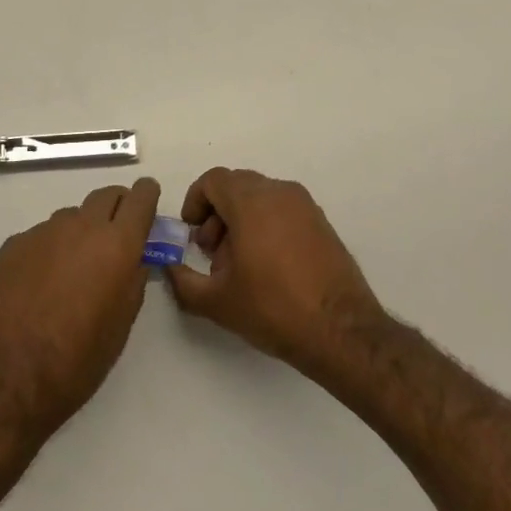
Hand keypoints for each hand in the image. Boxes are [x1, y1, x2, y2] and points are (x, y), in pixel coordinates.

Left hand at [0, 178, 160, 433]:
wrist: (8, 374)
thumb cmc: (78, 358)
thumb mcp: (121, 325)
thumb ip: (133, 282)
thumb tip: (134, 261)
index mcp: (117, 244)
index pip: (140, 197)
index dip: (147, 195)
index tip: (148, 202)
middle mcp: (81, 226)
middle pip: (106, 195)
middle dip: (117, 207)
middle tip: (116, 234)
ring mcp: (43, 231)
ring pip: (71, 216)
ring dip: (80, 231)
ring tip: (73, 269)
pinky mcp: (13, 244)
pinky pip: (41, 236)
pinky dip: (48, 250)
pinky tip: (38, 283)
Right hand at [166, 168, 385, 377]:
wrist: (341, 330)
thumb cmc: (273, 308)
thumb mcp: (216, 301)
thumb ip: (182, 280)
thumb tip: (169, 267)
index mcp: (251, 202)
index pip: (214, 180)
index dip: (195, 201)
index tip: (191, 233)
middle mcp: (279, 192)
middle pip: (236, 186)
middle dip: (216, 212)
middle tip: (210, 250)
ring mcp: (305, 205)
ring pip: (260, 197)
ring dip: (240, 219)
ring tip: (238, 263)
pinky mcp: (321, 222)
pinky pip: (282, 209)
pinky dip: (265, 224)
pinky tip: (266, 265)